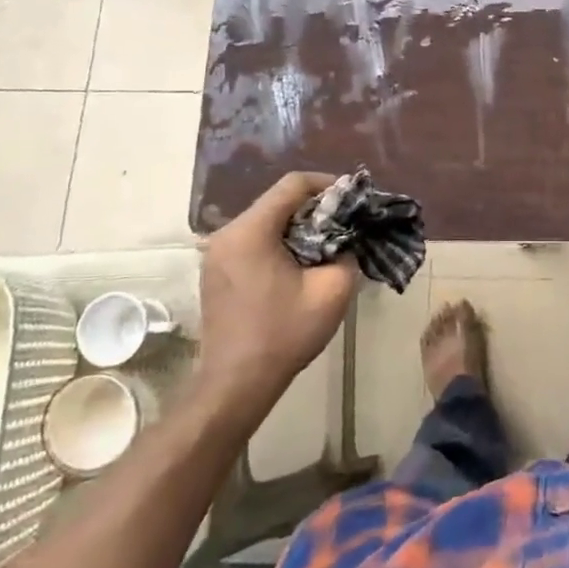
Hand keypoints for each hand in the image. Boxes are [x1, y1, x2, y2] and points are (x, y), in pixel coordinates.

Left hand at [195, 172, 357, 416]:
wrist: (236, 384)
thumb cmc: (284, 334)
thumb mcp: (332, 291)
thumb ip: (347, 252)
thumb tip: (349, 238)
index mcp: (251, 231)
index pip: (292, 185)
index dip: (327, 184)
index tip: (353, 199)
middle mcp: (227, 233)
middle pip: (277, 201)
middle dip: (315, 207)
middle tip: (346, 221)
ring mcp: (216, 253)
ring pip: (265, 220)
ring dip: (297, 225)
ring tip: (327, 242)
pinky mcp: (215, 271)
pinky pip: (252, 240)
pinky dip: (279, 241)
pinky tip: (299, 262)